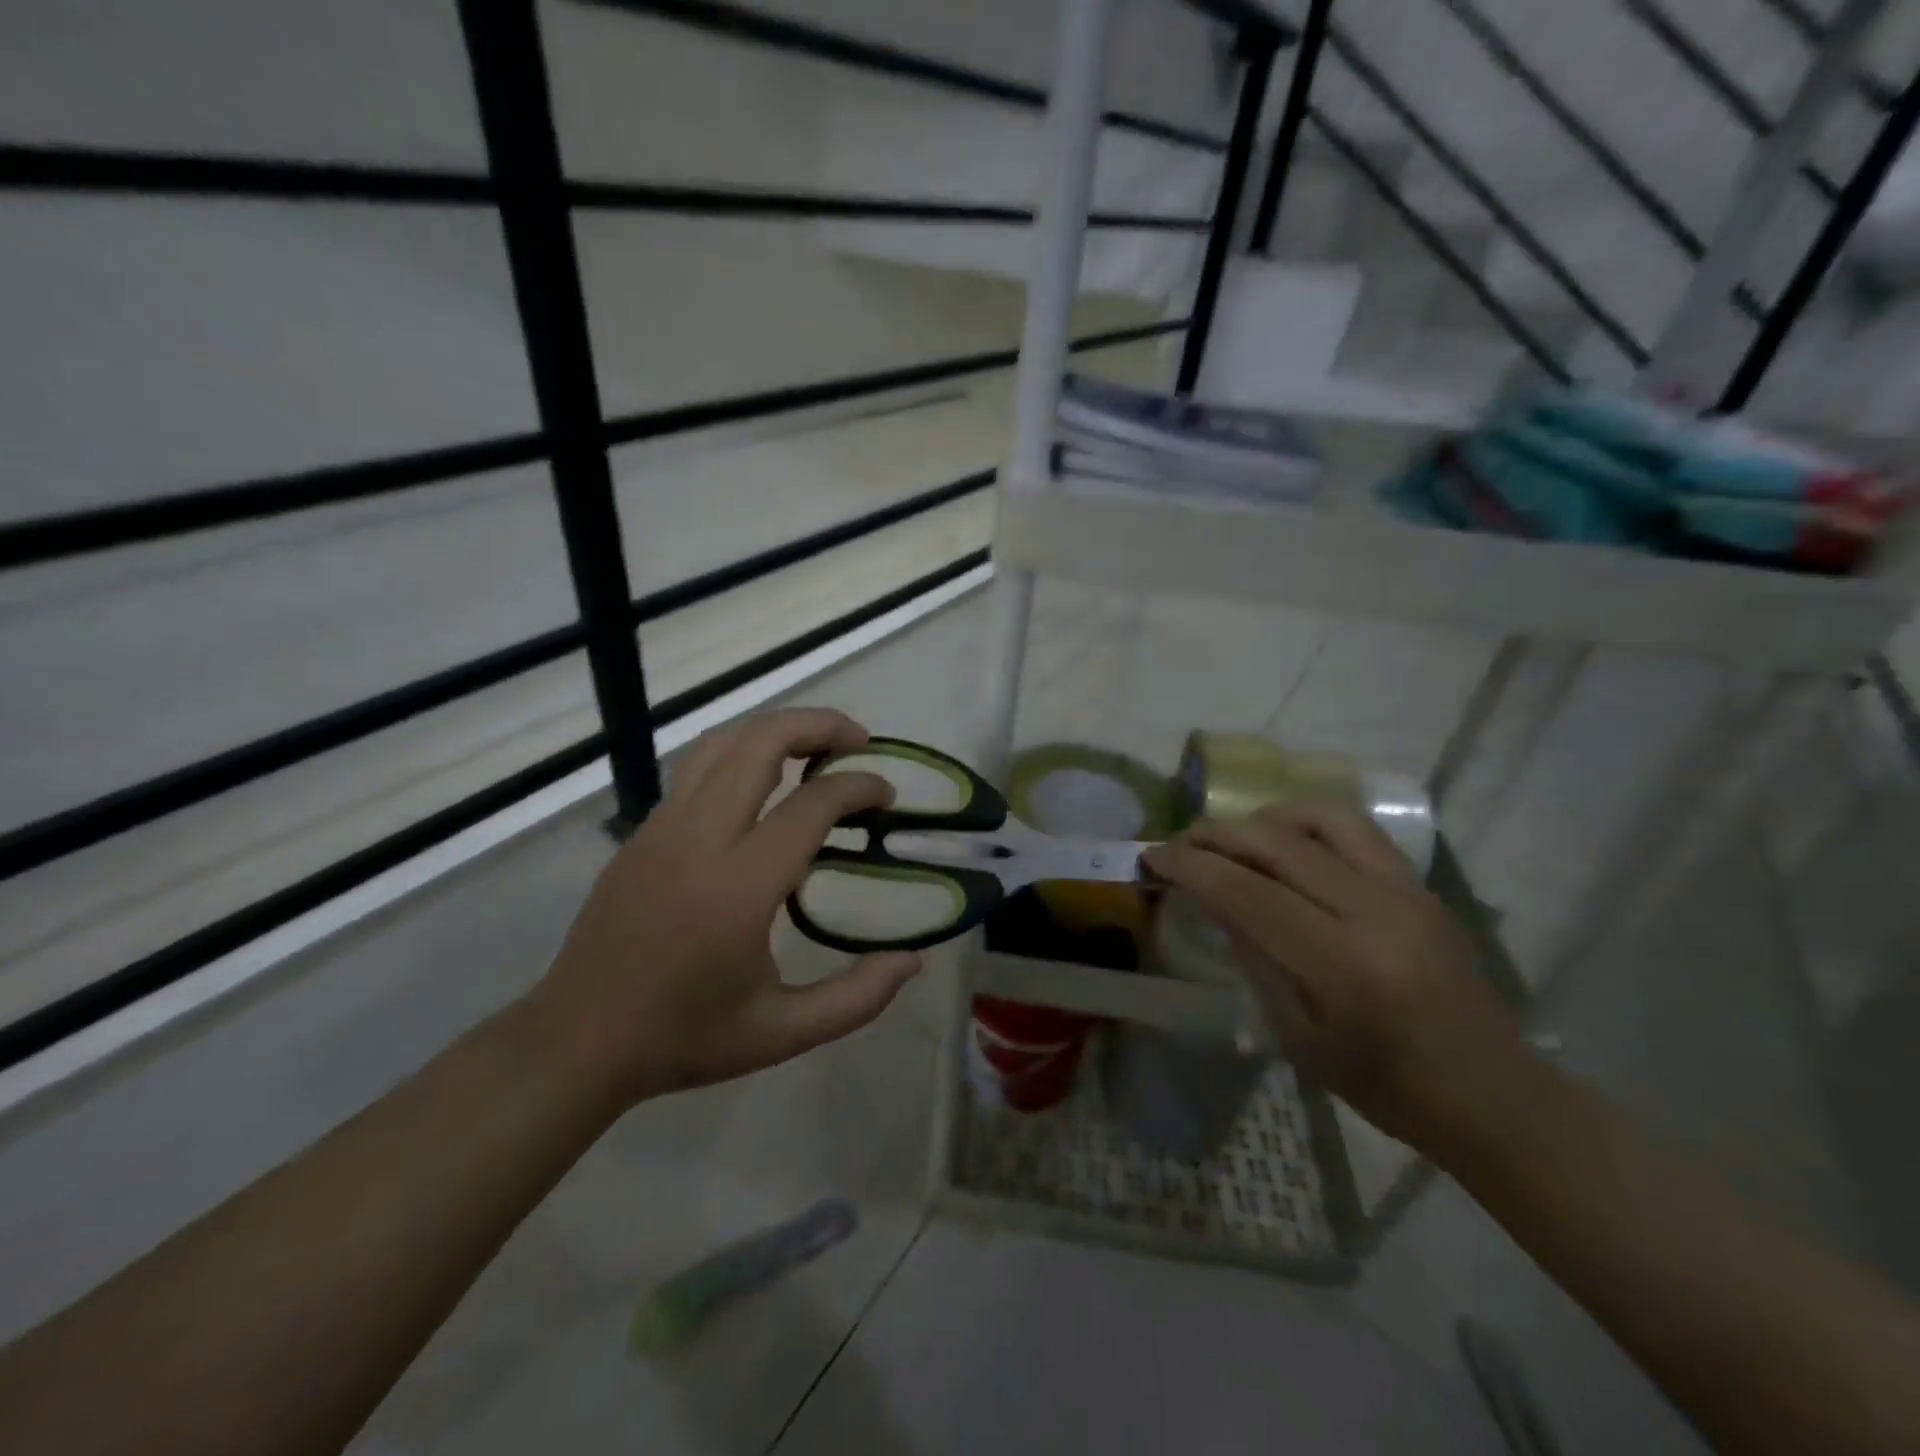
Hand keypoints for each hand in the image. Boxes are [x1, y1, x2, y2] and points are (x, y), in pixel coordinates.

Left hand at [525, 708, 923, 1111]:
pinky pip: (696, 768)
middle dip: (819, 725)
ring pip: (723, 743)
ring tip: (815, 745)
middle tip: (859, 740)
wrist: (575, 1042)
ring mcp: (663, 828)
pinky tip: (762, 780)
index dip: (859, 787)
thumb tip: (913, 959)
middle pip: (762, 743)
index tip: (886, 797)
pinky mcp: (642, 833)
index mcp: (741, 886)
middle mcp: (700, 839)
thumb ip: (856, 998)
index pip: (812, 804)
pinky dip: (740, 752)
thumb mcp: (782, 1033)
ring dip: (775, 729)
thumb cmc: (684, 1038)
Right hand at [1144, 804, 1522, 1149]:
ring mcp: (1406, 890)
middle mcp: (1376, 912)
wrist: (1491, 1094)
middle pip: (1278, 843)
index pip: (1247, 892)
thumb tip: (1215, 899)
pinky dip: (1308, 821)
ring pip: (1322, 817)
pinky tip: (1287, 841)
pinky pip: (1356, 829)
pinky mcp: (1421, 884)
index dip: (1191, 866)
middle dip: (1216, 833)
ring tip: (1236, 836)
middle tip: (1180, 842)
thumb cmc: (1383, 1085)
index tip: (1153, 855)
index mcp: (1342, 965)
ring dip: (1265, 817)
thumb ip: (1254, 957)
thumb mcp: (1298, 1035)